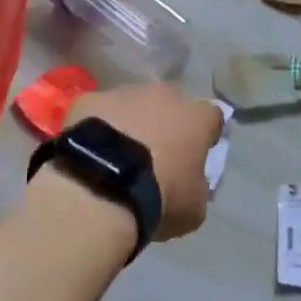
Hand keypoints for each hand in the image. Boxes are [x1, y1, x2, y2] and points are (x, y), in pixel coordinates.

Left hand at [65, 83, 223, 240]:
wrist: (101, 187)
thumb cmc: (159, 197)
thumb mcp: (193, 207)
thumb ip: (197, 187)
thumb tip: (190, 182)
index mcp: (195, 117)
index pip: (211, 117)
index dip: (205, 134)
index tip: (197, 154)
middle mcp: (163, 94)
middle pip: (169, 104)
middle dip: (165, 124)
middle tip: (155, 155)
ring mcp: (124, 92)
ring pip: (132, 104)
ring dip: (130, 123)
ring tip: (117, 156)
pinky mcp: (90, 99)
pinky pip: (99, 111)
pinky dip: (98, 127)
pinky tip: (90, 152)